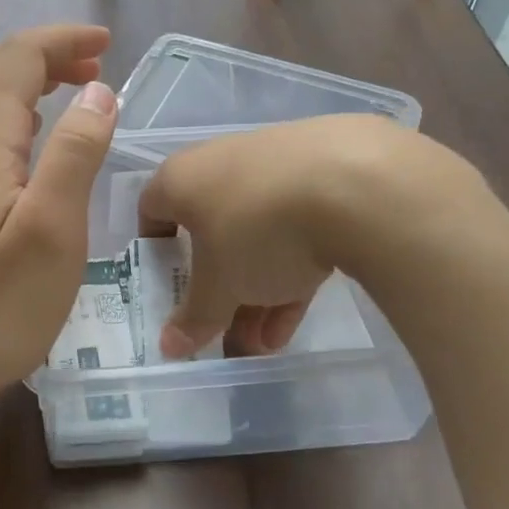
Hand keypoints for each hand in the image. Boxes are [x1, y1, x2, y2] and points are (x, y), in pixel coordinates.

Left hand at [0, 24, 117, 419]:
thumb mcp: (53, 228)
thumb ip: (76, 151)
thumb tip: (98, 91)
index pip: (20, 56)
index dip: (65, 40)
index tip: (109, 43)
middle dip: (49, 56)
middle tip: (99, 66)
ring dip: (30, 84)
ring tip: (76, 94)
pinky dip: (12, 117)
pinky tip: (32, 144)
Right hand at [138, 115, 482, 358]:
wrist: (356, 183)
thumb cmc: (257, 230)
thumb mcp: (220, 286)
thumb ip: (195, 317)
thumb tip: (169, 346)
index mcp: (183, 178)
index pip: (152, 209)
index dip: (154, 251)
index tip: (168, 287)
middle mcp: (223, 162)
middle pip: (211, 231)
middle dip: (219, 288)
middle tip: (227, 330)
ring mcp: (277, 163)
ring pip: (257, 234)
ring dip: (257, 289)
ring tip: (268, 342)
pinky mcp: (325, 172)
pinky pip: (296, 225)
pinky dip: (293, 268)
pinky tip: (300, 315)